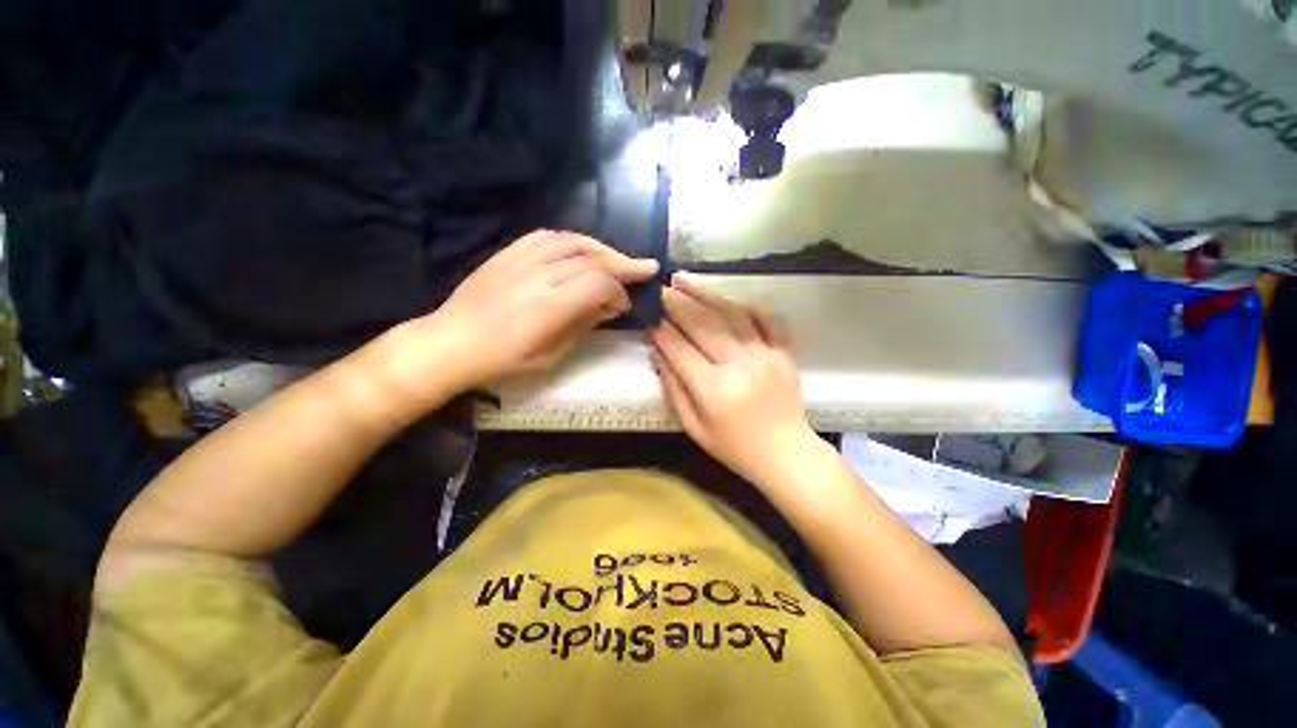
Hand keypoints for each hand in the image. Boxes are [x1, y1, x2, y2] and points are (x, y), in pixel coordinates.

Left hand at [386, 230, 657, 395]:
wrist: (453, 341)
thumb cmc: (505, 359)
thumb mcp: (552, 354)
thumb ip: (585, 324)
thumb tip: (612, 306)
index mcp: (549, 307)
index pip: (599, 283)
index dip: (620, 291)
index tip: (626, 305)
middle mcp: (539, 275)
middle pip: (592, 258)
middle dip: (623, 264)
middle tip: (645, 268)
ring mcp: (521, 259)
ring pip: (573, 241)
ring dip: (602, 248)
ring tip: (618, 259)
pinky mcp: (509, 252)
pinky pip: (547, 236)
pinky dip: (572, 240)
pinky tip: (583, 248)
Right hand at [651, 274, 821, 487]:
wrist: (787, 455)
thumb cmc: (735, 448)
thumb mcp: (694, 428)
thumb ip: (674, 390)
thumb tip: (658, 353)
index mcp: (714, 390)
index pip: (680, 350)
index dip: (662, 330)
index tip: (649, 315)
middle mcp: (740, 366)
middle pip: (703, 325)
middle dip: (677, 303)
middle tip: (660, 287)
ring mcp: (766, 355)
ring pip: (732, 314)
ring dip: (705, 293)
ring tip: (683, 279)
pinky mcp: (784, 352)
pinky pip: (767, 318)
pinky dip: (747, 303)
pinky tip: (727, 296)